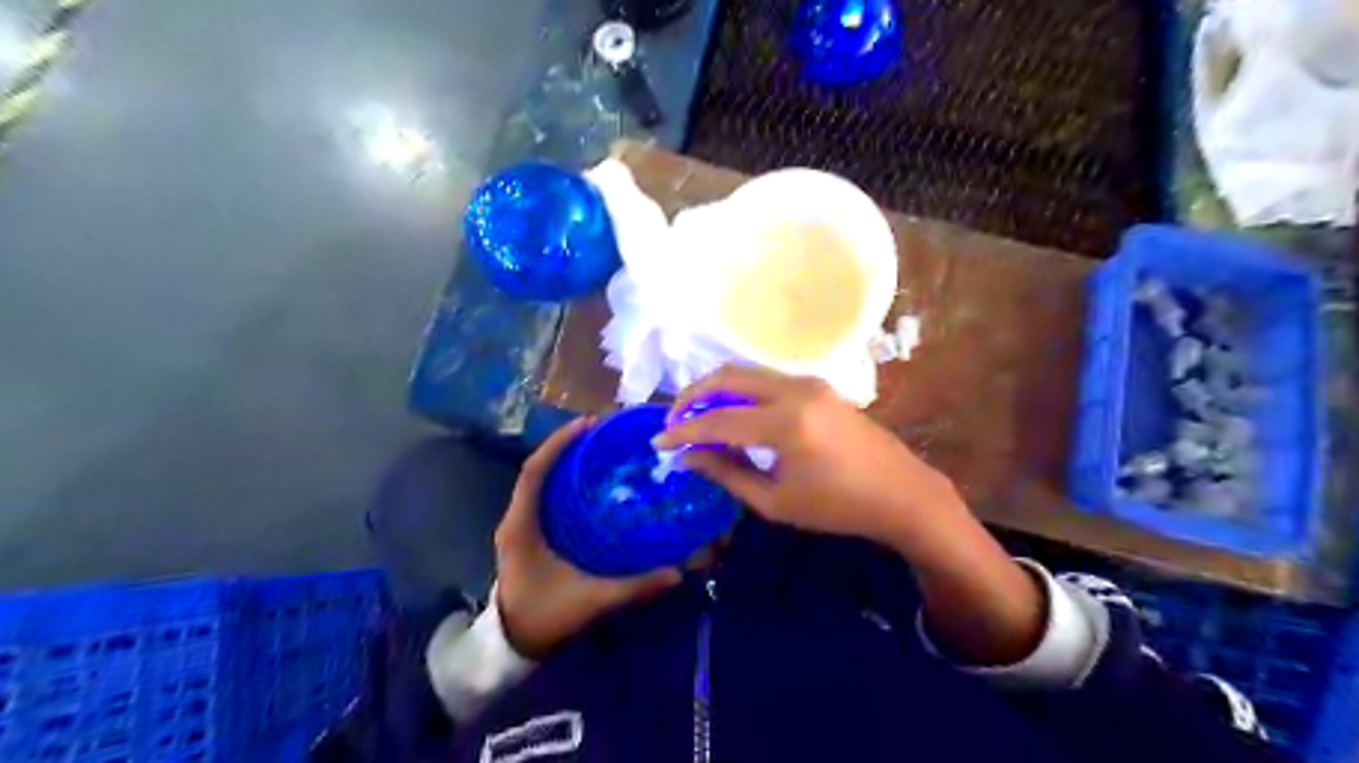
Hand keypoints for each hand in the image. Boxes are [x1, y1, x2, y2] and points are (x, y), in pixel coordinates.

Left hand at [495, 421, 680, 657]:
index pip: (533, 472)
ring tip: (597, 449)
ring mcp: (518, 526)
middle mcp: (515, 519)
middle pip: (536, 469)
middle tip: (601, 434)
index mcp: (521, 526)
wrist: (509, 647)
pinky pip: (542, 496)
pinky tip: (588, 482)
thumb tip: (677, 573)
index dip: (558, 444)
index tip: (587, 425)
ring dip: (563, 462)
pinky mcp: (525, 535)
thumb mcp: (590, 601)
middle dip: (565, 447)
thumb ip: (633, 587)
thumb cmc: (543, 618)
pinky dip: (561, 482)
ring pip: (538, 482)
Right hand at [654, 366, 1043, 664]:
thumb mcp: (776, 501)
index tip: (658, 443)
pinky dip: (740, 391)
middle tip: (673, 421)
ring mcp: (809, 382)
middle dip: (692, 395)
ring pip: (746, 372)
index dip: (683, 431)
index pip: (718, 420)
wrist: (901, 492)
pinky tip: (731, 413)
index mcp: (786, 424)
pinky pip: (766, 378)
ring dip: (715, 390)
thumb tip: (688, 457)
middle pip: (728, 377)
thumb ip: (727, 473)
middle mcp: (795, 390)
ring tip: (696, 417)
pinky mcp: (817, 384)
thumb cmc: (838, 507)